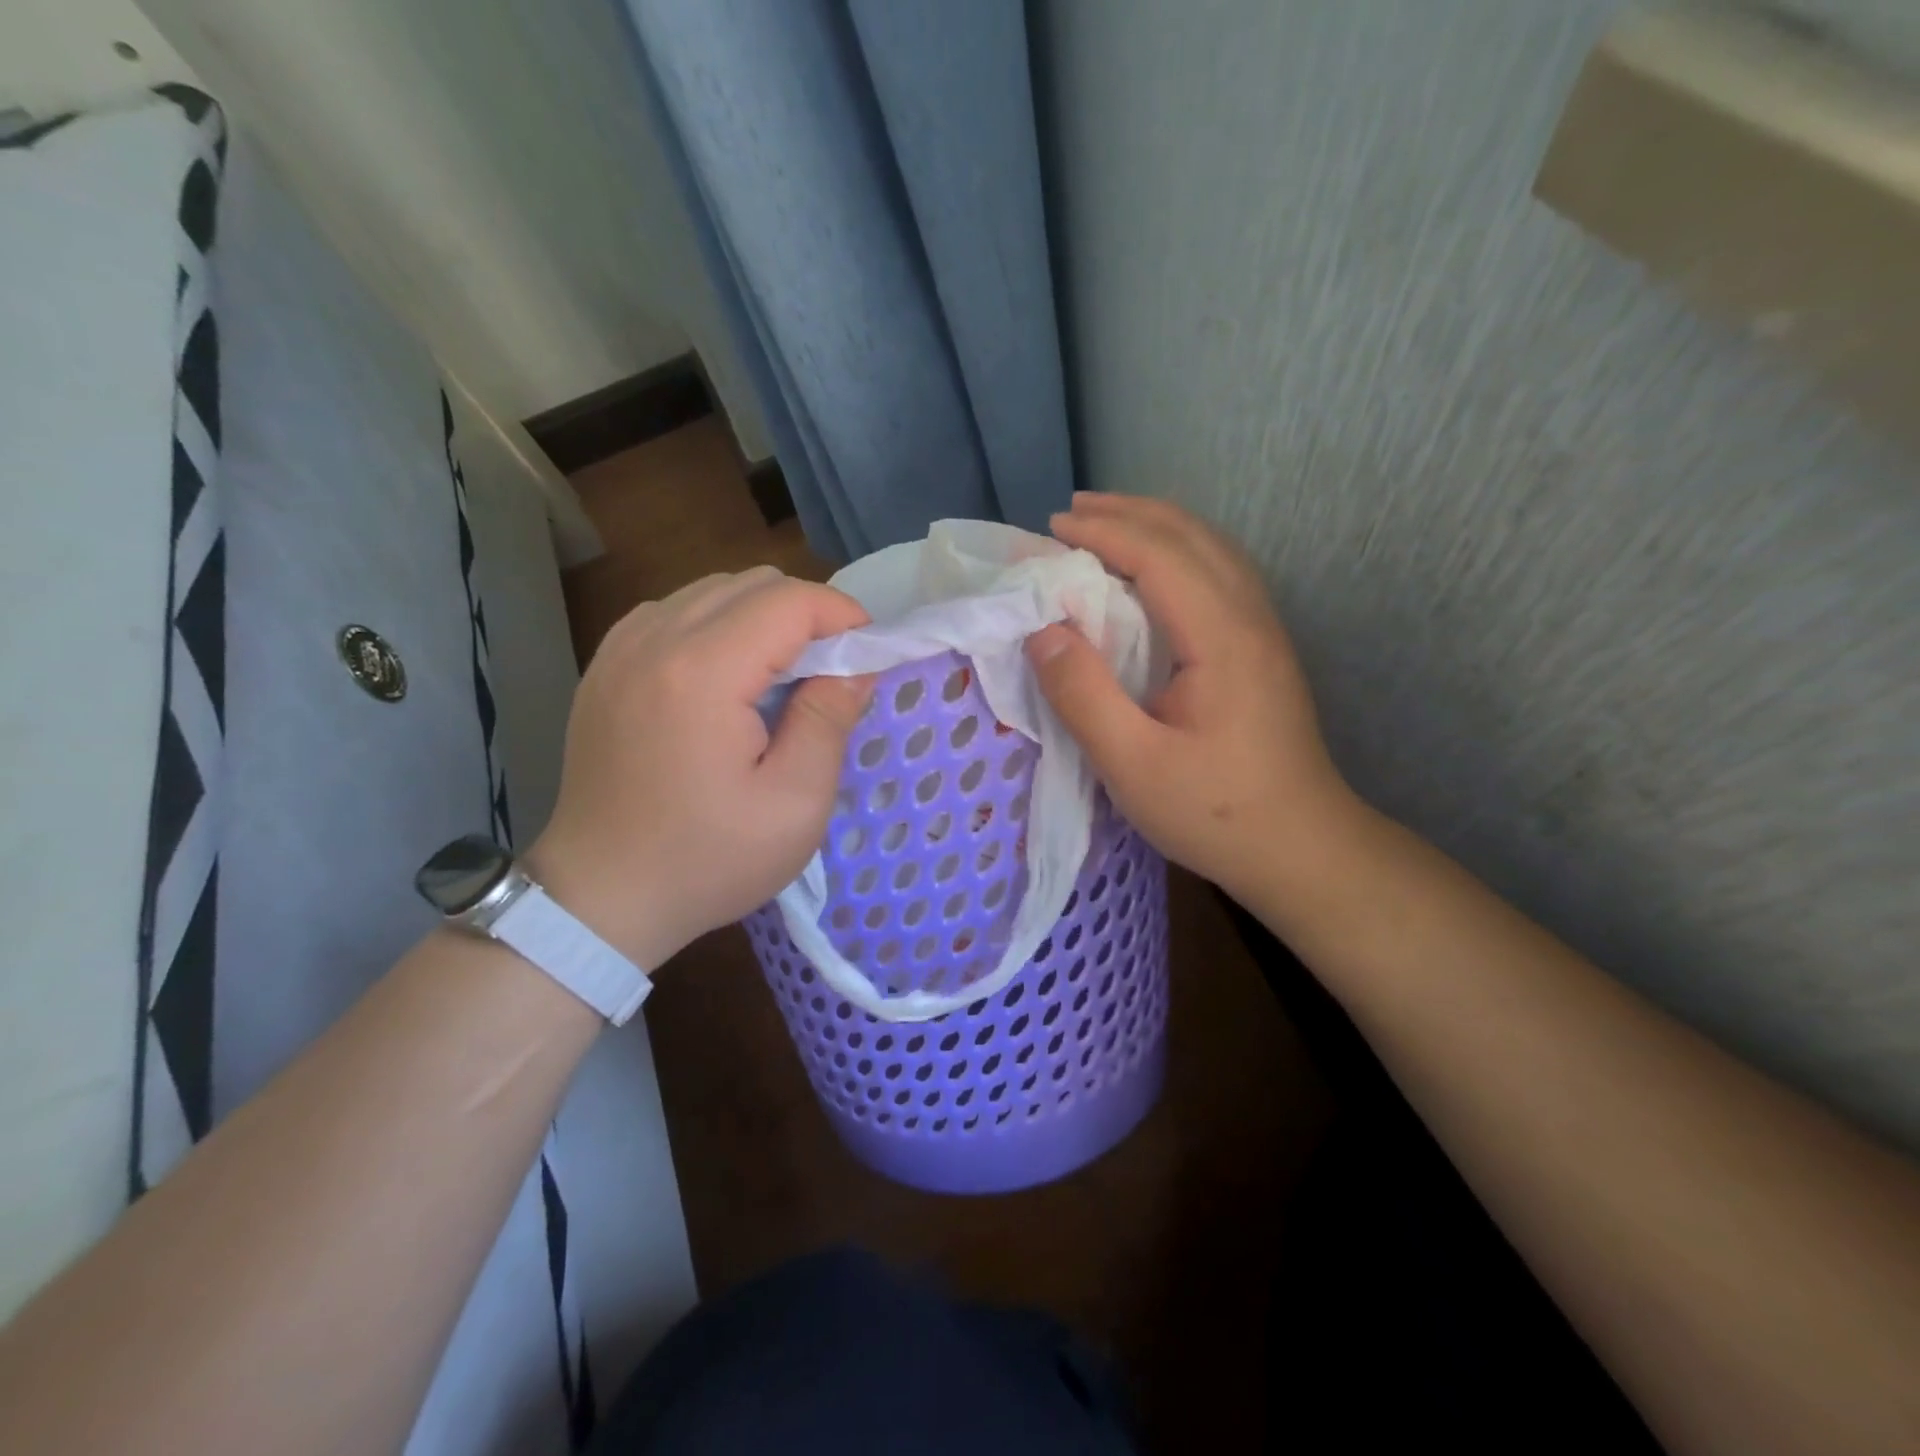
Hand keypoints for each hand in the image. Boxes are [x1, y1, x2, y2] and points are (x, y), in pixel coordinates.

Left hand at [526, 568, 872, 969]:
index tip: (868, 655)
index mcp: (702, 672)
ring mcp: (620, 649)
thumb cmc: (707, 859)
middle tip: (830, 671)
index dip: (842, 615)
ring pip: (712, 591)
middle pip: (751, 584)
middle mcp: (654, 640)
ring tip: (781, 677)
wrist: (601, 897)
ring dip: (762, 618)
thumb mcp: (795, 804)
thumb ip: (829, 721)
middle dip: (806, 615)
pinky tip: (726, 677)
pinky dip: (716, 626)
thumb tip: (856, 667)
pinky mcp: (605, 667)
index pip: (789, 601)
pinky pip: (674, 613)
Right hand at [1025, 494, 1356, 906]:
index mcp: (1221, 638)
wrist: (1302, 847)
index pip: (1160, 556)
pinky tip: (1158, 569)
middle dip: (1130, 514)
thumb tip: (1041, 631)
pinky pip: (1222, 573)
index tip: (1052, 527)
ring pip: (1214, 550)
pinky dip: (1181, 550)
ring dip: (1159, 525)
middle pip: (1192, 537)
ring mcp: (1265, 632)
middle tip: (1072, 511)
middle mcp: (1251, 619)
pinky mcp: (1264, 650)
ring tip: (1109, 523)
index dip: (1104, 533)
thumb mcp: (1132, 765)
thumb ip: (1083, 694)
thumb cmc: (1214, 812)